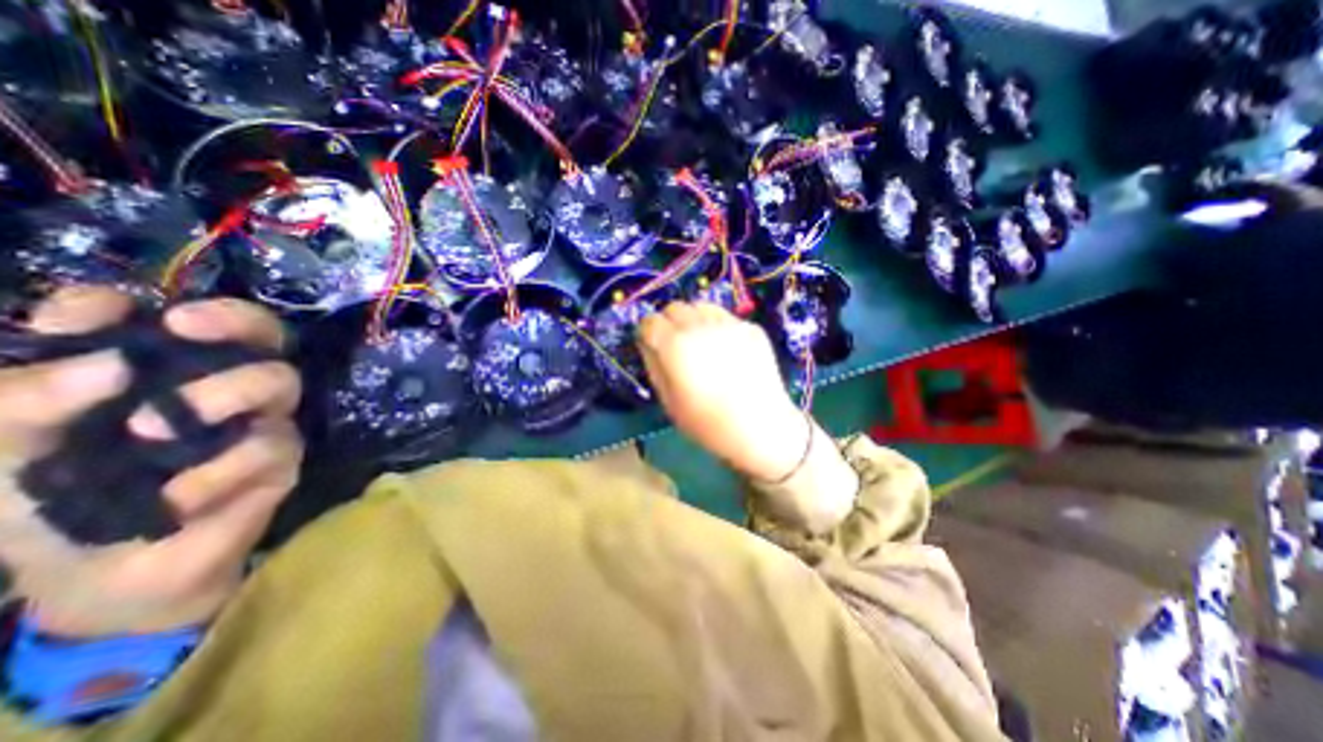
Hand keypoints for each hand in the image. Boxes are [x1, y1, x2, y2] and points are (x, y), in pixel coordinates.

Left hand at [0, 290, 300, 637]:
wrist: (100, 577)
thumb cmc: (38, 504)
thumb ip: (24, 399)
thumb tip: (112, 365)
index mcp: (158, 373)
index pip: (170, 321)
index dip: (141, 305)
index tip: (90, 318)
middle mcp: (222, 387)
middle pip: (266, 334)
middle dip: (237, 321)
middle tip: (184, 327)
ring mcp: (259, 422)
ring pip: (280, 381)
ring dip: (223, 395)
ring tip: (152, 434)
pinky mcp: (282, 461)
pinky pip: (268, 448)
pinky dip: (215, 472)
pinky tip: (173, 500)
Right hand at [639, 302, 811, 480]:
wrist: (761, 427)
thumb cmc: (707, 422)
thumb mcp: (668, 401)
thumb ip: (654, 366)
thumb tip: (648, 345)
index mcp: (675, 345)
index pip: (650, 321)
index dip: (647, 333)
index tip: (651, 345)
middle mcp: (700, 325)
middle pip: (675, 307)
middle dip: (669, 323)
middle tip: (675, 345)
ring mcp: (729, 323)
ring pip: (701, 306)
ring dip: (693, 320)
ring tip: (701, 343)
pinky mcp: (751, 328)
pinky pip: (725, 318)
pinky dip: (718, 327)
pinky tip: (726, 351)